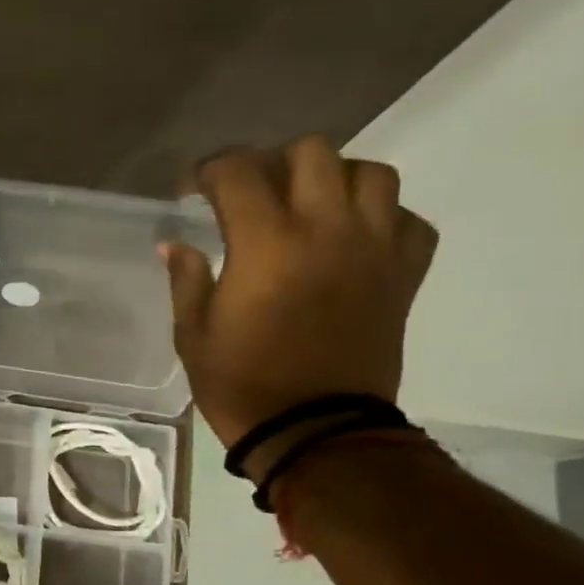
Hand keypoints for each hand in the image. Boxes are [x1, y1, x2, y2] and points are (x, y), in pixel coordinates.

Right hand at [162, 136, 437, 468]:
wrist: (315, 432)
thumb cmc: (242, 384)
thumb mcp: (193, 335)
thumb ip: (186, 281)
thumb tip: (175, 245)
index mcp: (266, 243)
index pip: (239, 172)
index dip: (209, 171)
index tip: (194, 189)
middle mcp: (327, 229)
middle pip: (312, 152)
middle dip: (273, 163)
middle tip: (253, 194)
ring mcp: (375, 248)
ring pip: (371, 173)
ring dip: (335, 179)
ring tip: (310, 207)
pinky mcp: (405, 274)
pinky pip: (408, 220)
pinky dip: (382, 218)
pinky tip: (353, 241)